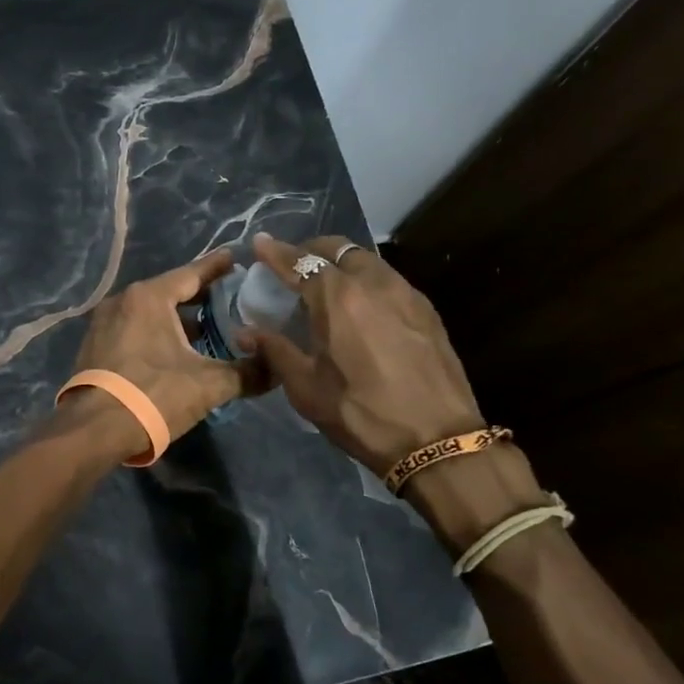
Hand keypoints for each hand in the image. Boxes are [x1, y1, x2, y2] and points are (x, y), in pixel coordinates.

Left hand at [68, 249, 263, 457]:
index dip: (217, 268)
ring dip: (177, 319)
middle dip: (199, 296)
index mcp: (149, 297)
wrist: (94, 430)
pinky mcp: (95, 346)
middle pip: (169, 291)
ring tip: (207, 330)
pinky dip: (156, 332)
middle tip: (229, 299)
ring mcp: (104, 323)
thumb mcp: (208, 385)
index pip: (191, 274)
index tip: (236, 259)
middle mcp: (123, 301)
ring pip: (150, 312)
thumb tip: (277, 369)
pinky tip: (175, 351)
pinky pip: (134, 328)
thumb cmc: (154, 395)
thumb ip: (246, 373)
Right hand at [238, 233, 487, 475]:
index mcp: (337, 298)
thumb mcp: (306, 388)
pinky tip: (362, 306)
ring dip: (341, 262)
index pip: (299, 262)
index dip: (275, 252)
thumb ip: (275, 351)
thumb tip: (246, 333)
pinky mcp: (427, 310)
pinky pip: (389, 280)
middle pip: (337, 249)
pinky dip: (367, 280)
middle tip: (294, 264)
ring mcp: (405, 294)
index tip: (258, 243)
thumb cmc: (361, 414)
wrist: (436, 440)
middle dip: (311, 250)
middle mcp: (373, 283)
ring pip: (367, 260)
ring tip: (327, 284)